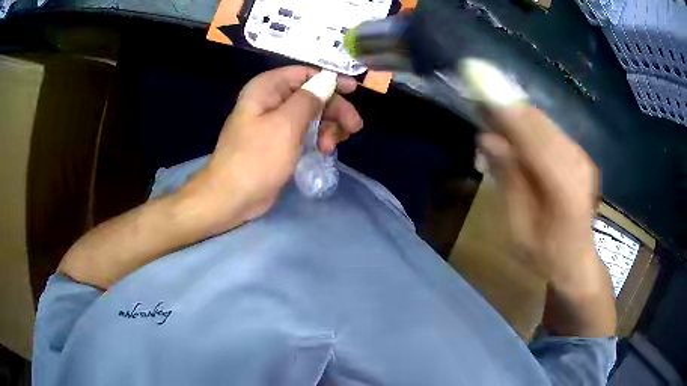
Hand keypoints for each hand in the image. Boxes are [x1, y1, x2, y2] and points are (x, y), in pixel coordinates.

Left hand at [188, 66, 362, 224]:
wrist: (232, 198)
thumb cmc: (256, 158)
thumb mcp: (286, 125)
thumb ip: (309, 99)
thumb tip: (328, 80)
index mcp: (267, 88)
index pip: (305, 73)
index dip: (331, 80)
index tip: (353, 91)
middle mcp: (271, 100)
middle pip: (312, 95)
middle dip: (334, 110)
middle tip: (354, 127)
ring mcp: (275, 122)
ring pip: (312, 115)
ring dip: (328, 127)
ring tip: (332, 146)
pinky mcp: (280, 141)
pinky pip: (305, 132)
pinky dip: (318, 138)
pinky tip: (325, 150)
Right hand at [479, 104, 614, 335]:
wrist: (577, 261)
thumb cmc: (545, 254)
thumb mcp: (519, 227)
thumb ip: (508, 180)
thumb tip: (487, 139)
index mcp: (563, 188)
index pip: (532, 137)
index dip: (506, 112)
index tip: (480, 91)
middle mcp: (576, 164)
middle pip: (539, 122)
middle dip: (509, 108)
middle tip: (480, 103)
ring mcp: (581, 157)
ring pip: (545, 122)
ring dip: (518, 115)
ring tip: (493, 116)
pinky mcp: (580, 155)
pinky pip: (551, 130)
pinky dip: (530, 126)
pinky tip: (516, 134)